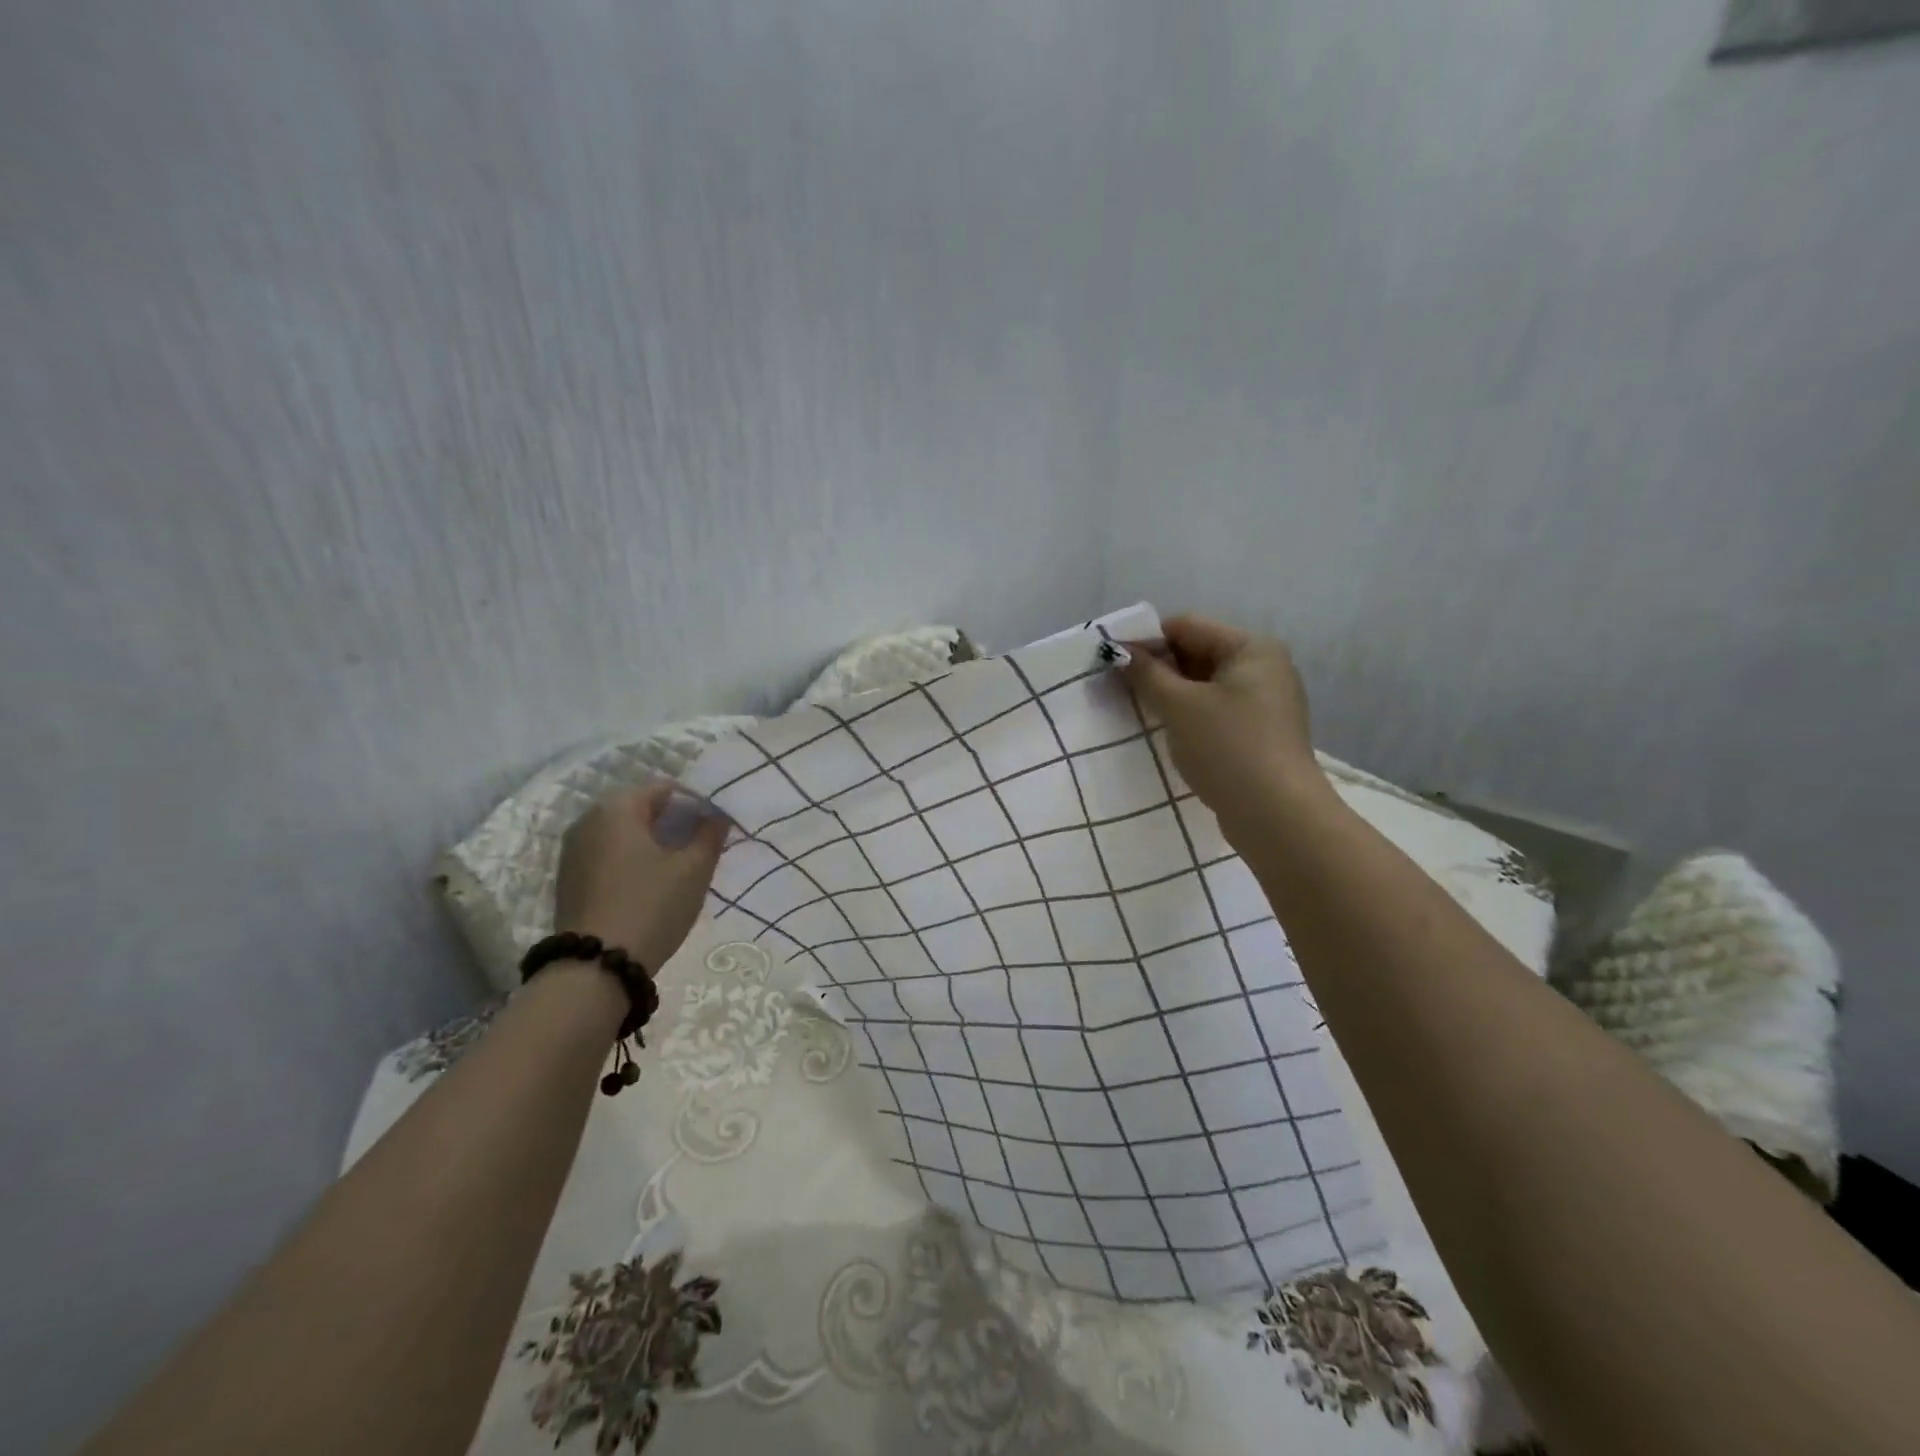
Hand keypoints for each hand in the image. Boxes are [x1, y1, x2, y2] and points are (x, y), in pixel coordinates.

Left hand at [554, 784, 728, 974]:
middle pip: (641, 808)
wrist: (596, 967)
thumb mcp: (694, 869)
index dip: (696, 803)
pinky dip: (632, 860)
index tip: (715, 826)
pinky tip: (651, 884)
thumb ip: (710, 835)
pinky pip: (608, 854)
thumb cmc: (651, 906)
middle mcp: (588, 820)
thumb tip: (718, 816)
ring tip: (680, 866)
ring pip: (623, 833)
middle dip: (673, 822)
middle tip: (701, 845)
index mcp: (617, 808)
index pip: (665, 789)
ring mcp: (573, 851)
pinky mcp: (569, 879)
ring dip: (652, 842)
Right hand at [1121, 614, 1329, 842]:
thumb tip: (1118, 651)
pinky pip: (1215, 710)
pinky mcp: (1259, 732)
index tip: (1112, 661)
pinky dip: (1189, 715)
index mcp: (1251, 648)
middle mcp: (1264, 667)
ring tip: (1138, 710)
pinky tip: (1167, 732)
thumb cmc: (1227, 748)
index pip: (1188, 626)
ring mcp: (1265, 702)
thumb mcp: (1179, 706)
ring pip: (1204, 685)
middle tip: (1119, 687)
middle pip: (1198, 653)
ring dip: (1171, 694)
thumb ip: (1146, 674)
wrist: (1276, 816)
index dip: (1146, 639)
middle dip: (1158, 668)